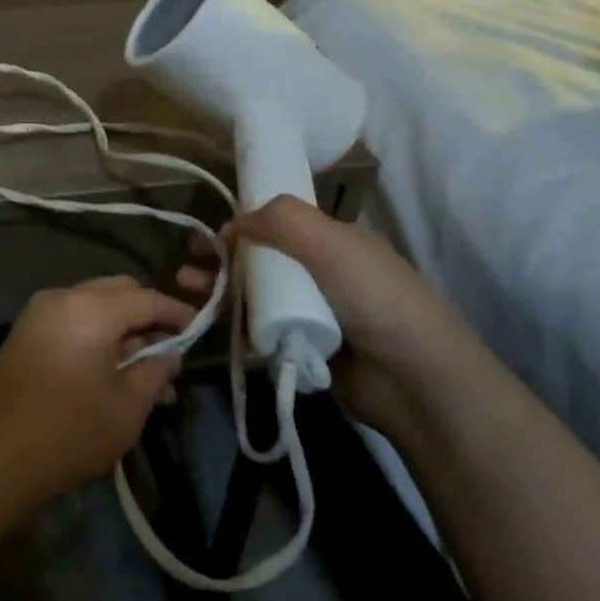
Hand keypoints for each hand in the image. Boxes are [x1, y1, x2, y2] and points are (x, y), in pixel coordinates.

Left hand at [0, 275, 193, 521]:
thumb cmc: (70, 432)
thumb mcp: (128, 408)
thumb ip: (155, 373)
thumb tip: (170, 355)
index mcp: (91, 308)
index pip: (147, 298)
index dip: (177, 312)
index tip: (200, 328)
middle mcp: (63, 297)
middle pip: (118, 292)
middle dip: (147, 316)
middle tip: (171, 350)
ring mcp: (38, 313)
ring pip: (94, 306)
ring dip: (122, 329)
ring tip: (148, 373)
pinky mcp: (25, 332)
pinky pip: (72, 320)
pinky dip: (96, 335)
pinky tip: (113, 371)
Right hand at [176, 194, 473, 432]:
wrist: (414, 380)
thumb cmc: (374, 298)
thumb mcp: (330, 243)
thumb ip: (282, 221)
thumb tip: (234, 221)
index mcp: (334, 242)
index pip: (280, 225)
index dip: (244, 224)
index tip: (209, 233)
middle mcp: (322, 273)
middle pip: (262, 259)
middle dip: (222, 258)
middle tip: (186, 263)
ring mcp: (313, 313)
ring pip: (257, 294)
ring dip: (220, 288)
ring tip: (185, 289)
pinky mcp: (303, 348)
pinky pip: (262, 329)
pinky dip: (235, 323)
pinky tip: (208, 320)